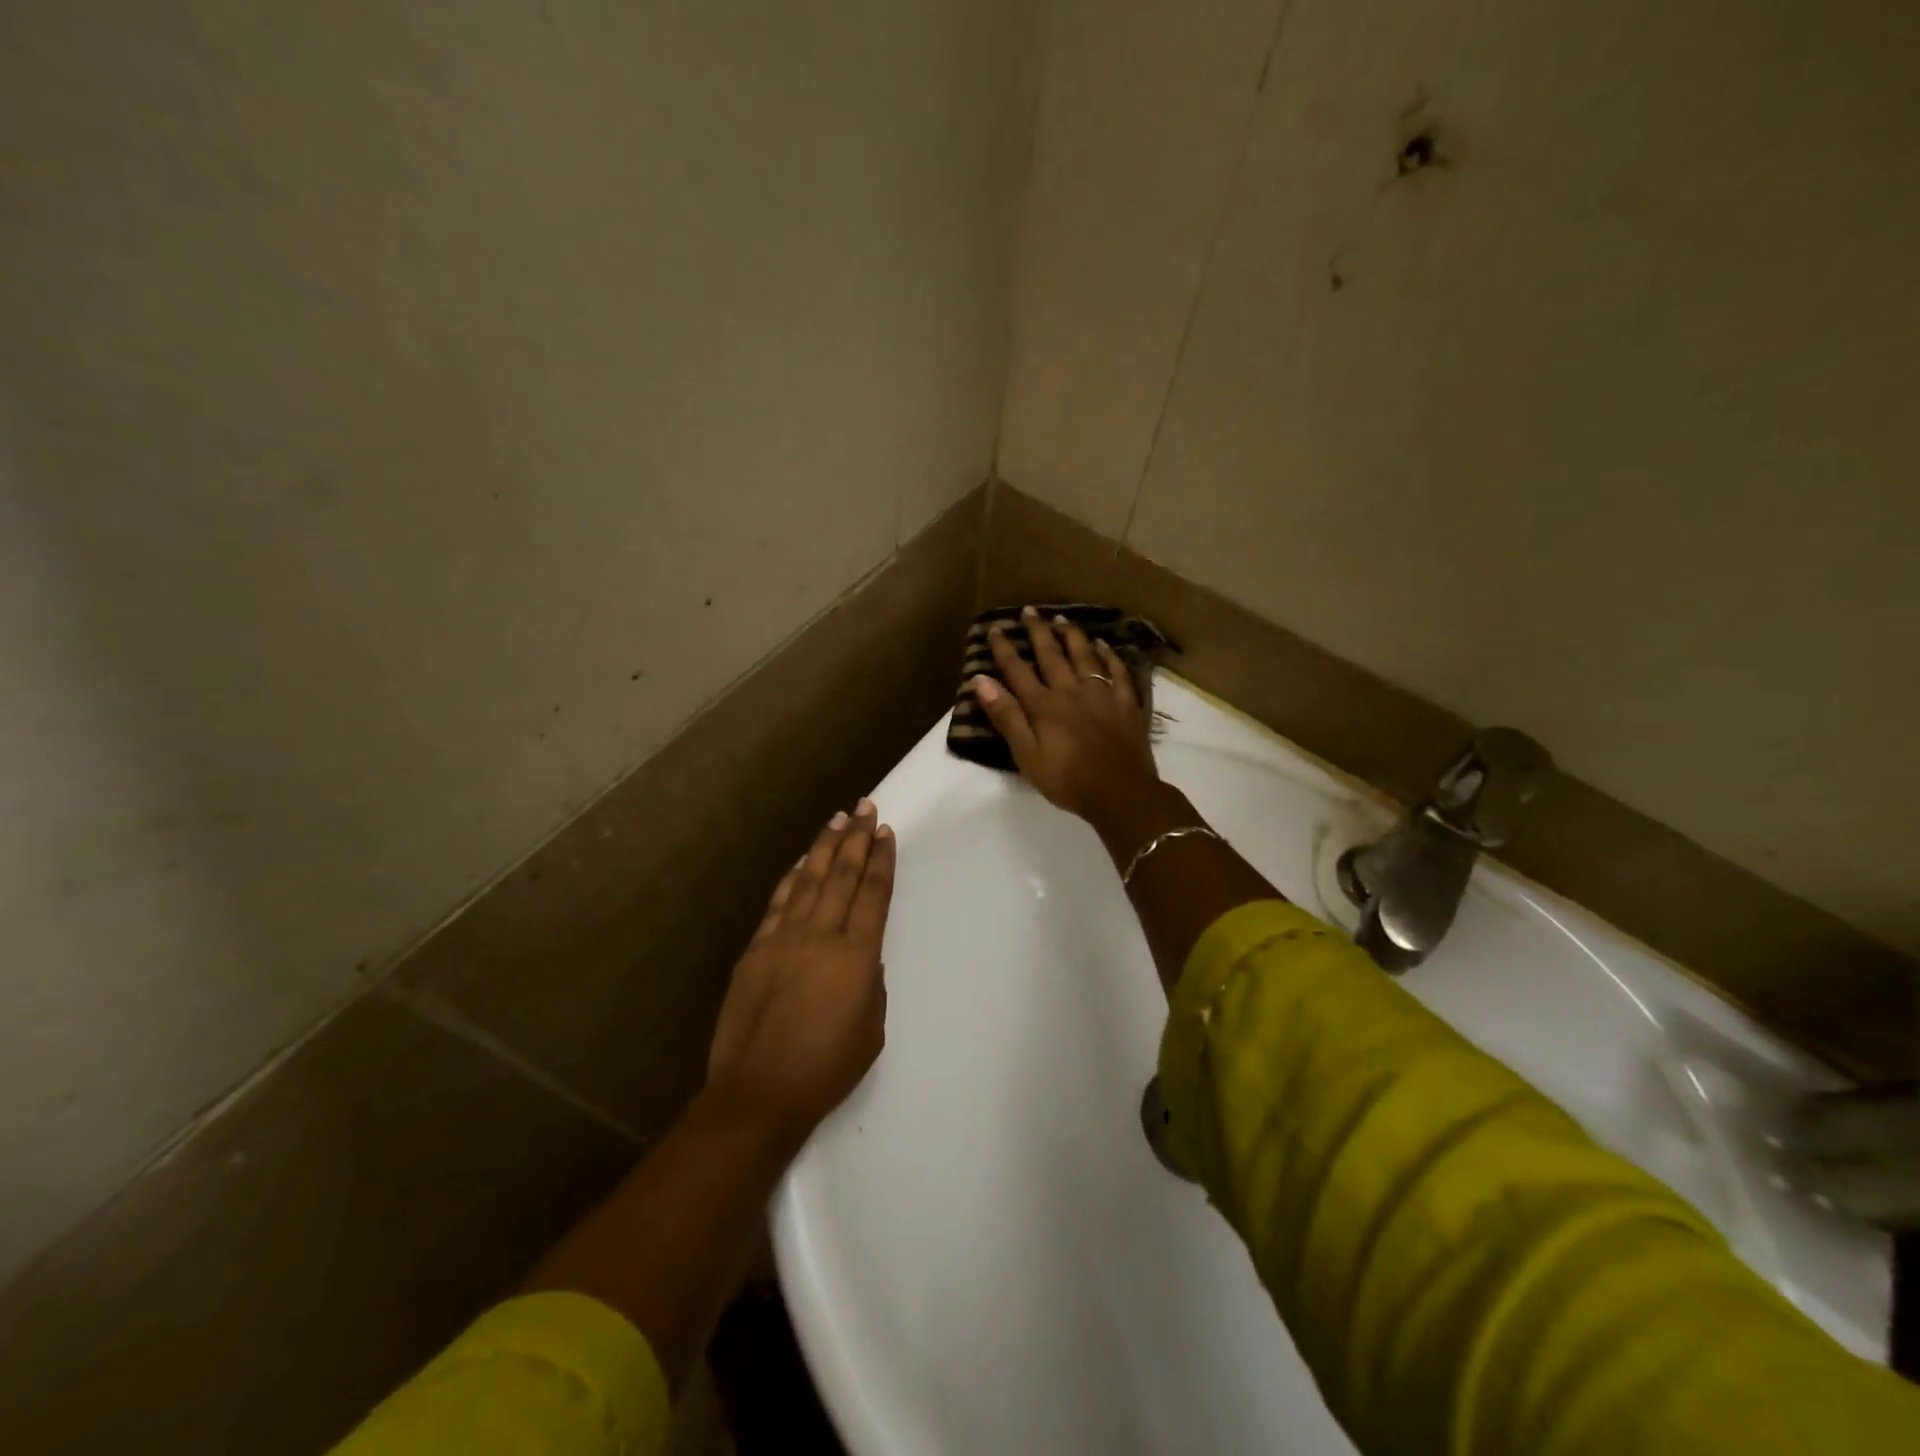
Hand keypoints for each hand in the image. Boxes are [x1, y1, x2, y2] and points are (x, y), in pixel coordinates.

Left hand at [707, 800, 893, 1145]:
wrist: (759, 1092)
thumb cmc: (825, 1068)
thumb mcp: (871, 1028)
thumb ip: (869, 983)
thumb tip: (858, 958)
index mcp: (856, 956)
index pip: (873, 894)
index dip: (881, 860)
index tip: (885, 832)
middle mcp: (821, 936)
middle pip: (842, 876)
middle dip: (856, 838)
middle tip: (866, 806)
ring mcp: (784, 938)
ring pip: (809, 880)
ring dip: (824, 847)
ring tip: (837, 819)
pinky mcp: (756, 949)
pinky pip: (778, 903)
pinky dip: (791, 877)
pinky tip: (800, 861)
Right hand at [972, 606, 1161, 824]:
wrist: (1121, 793)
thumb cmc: (1067, 780)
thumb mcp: (1027, 755)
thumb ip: (1006, 716)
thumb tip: (981, 680)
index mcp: (1044, 705)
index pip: (1018, 670)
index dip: (1004, 649)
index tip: (995, 628)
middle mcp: (1071, 691)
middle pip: (1052, 655)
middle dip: (1038, 632)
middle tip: (1029, 610)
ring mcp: (1102, 694)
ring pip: (1085, 656)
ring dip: (1071, 636)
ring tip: (1061, 619)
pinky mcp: (1126, 704)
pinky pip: (1117, 671)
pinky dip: (1109, 655)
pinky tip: (1104, 645)